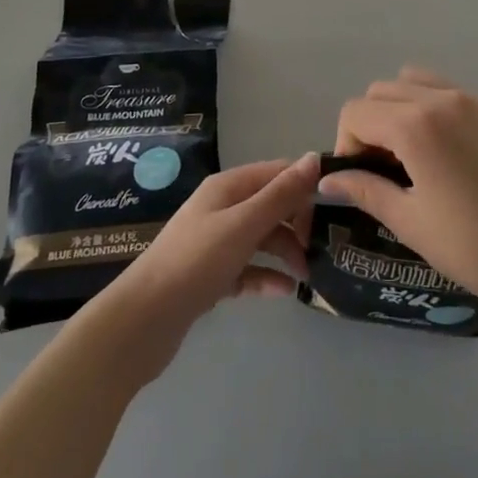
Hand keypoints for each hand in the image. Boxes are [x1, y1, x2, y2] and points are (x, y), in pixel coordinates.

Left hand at [99, 155, 319, 379]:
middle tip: (321, 249)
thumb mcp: (244, 224)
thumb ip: (281, 194)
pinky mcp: (211, 276)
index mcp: (228, 187)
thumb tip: (315, 157)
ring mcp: (215, 243)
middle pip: (271, 206)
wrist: (142, 321)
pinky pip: (248, 269)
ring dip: (285, 252)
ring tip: (308, 276)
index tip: (335, 207)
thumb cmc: (196, 262)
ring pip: (261, 239)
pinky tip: (285, 292)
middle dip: (297, 224)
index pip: (277, 173)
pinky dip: (266, 276)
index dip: (306, 185)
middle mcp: (222, 208)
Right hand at [321, 68, 477, 315]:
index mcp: (416, 125)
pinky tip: (457, 156)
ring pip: (419, 82)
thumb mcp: (410, 223)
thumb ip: (365, 190)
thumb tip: (329, 180)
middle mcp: (444, 98)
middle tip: (386, 167)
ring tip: (417, 153)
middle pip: (383, 90)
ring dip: (403, 108)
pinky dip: (440, 112)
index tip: (362, 178)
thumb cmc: (474, 247)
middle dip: (372, 123)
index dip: (347, 145)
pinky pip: (456, 94)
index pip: (356, 112)